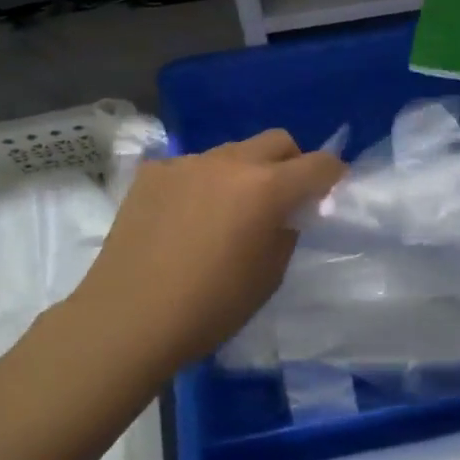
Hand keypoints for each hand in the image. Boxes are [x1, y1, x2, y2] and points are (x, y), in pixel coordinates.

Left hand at [69, 129, 345, 373]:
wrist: (127, 318)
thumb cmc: (209, 308)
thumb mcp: (268, 277)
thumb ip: (286, 232)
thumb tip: (288, 212)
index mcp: (266, 188)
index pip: (318, 164)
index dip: (333, 175)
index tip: (330, 191)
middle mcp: (230, 162)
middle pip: (277, 140)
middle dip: (291, 162)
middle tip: (284, 196)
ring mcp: (187, 163)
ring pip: (232, 152)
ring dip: (244, 172)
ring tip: (227, 210)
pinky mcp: (153, 172)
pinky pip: (191, 167)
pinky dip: (201, 183)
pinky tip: (184, 217)